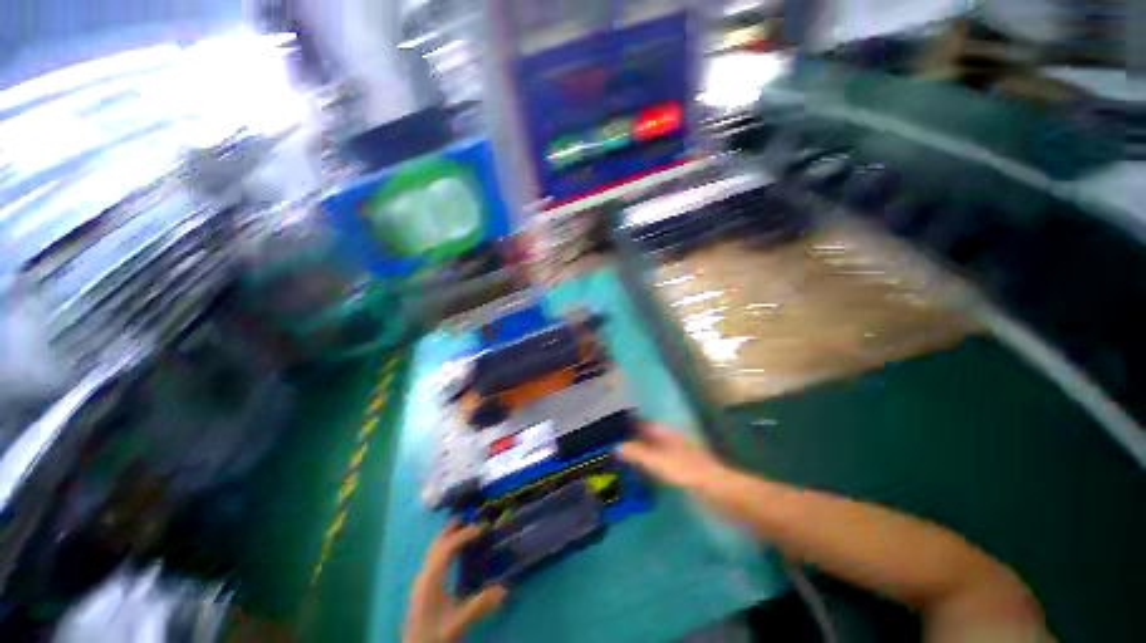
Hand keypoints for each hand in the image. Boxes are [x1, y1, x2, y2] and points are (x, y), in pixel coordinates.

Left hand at [404, 523, 507, 642]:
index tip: (483, 528)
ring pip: (434, 549)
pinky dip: (445, 547)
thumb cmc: (435, 634)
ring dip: (448, 537)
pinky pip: (434, 557)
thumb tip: (505, 588)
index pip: (448, 546)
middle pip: (437, 543)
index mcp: (432, 577)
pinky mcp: (423, 587)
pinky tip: (455, 554)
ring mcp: (422, 580)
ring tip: (465, 529)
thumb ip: (481, 604)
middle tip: (472, 518)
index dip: (465, 534)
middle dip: (453, 529)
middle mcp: (425, 574)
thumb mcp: (459, 621)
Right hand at [616, 423, 728, 490]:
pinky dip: (652, 464)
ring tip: (628, 459)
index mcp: (667, 434)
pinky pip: (663, 463)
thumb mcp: (657, 461)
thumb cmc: (685, 471)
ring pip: (657, 450)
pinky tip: (646, 473)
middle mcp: (673, 441)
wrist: (716, 490)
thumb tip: (615, 446)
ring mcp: (680, 456)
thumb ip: (636, 453)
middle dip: (637, 438)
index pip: (646, 424)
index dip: (633, 424)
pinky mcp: (684, 470)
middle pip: (652, 437)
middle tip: (618, 444)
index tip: (618, 426)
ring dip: (644, 452)